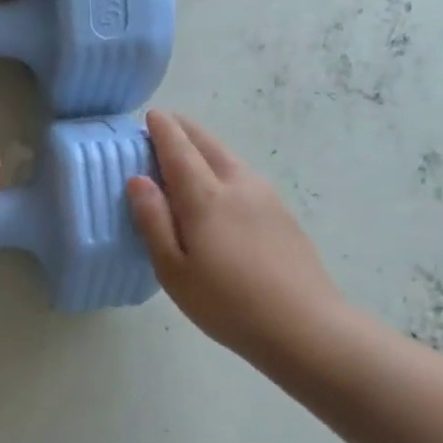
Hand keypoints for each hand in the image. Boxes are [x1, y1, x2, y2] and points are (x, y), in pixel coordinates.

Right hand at [126, 110, 349, 371]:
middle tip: (168, 123)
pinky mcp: (282, 214)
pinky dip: (225, 167)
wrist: (304, 326)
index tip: (151, 116)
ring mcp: (266, 198)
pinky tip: (221, 187)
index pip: (179, 151)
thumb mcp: (173, 269)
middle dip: (186, 130)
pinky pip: (245, 177)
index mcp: (205, 198)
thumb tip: (137, 180)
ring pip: (231, 159)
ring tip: (190, 151)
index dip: (163, 131)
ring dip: (207, 147)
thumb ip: (153, 221)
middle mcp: (238, 186)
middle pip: (209, 145)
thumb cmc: (226, 303)